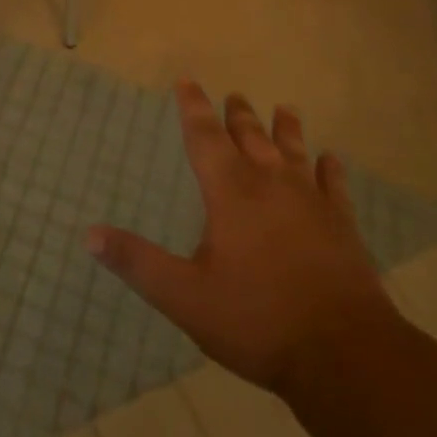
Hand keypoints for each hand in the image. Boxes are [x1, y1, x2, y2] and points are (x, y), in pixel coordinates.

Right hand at [88, 83, 397, 394]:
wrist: (346, 355)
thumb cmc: (257, 320)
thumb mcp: (184, 297)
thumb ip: (138, 262)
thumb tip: (90, 234)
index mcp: (230, 192)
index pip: (205, 137)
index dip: (193, 108)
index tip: (187, 82)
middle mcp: (270, 184)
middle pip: (251, 137)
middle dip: (238, 115)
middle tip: (234, 95)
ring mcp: (312, 203)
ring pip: (294, 152)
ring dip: (286, 129)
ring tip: (285, 109)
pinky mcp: (343, 227)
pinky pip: (335, 186)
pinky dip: (331, 170)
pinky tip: (332, 160)